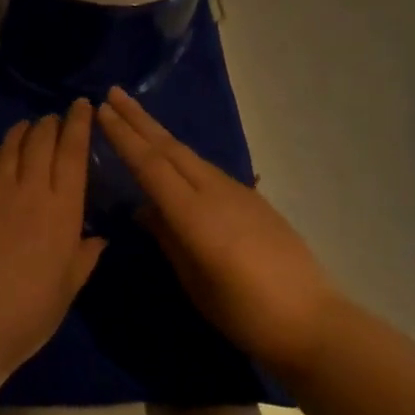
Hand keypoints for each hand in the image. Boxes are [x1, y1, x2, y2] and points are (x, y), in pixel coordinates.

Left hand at [0, 100, 106, 378]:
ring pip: (11, 146)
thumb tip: (98, 239)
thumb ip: (84, 257)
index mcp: (63, 208)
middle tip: (55, 118)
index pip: (73, 151)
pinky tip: (0, 156)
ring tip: (28, 127)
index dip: (79, 123)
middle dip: (51, 123)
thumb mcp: (68, 288)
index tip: (82, 106)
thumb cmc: (29, 312)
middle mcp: (30, 188)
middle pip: (42, 140)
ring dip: (23, 132)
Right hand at [97, 86, 336, 372]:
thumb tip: (145, 209)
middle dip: (138, 119)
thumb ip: (168, 238)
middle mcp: (214, 192)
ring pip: (189, 154)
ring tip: (135, 117)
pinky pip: (206, 169)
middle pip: (169, 148)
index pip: (149, 165)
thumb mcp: (194, 281)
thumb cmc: (244, 312)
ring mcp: (237, 192)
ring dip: (159, 133)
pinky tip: (173, 158)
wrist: (312, 321)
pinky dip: (181, 155)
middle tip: (113, 93)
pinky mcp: (252, 199)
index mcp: (194, 214)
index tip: (102, 110)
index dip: (124, 136)